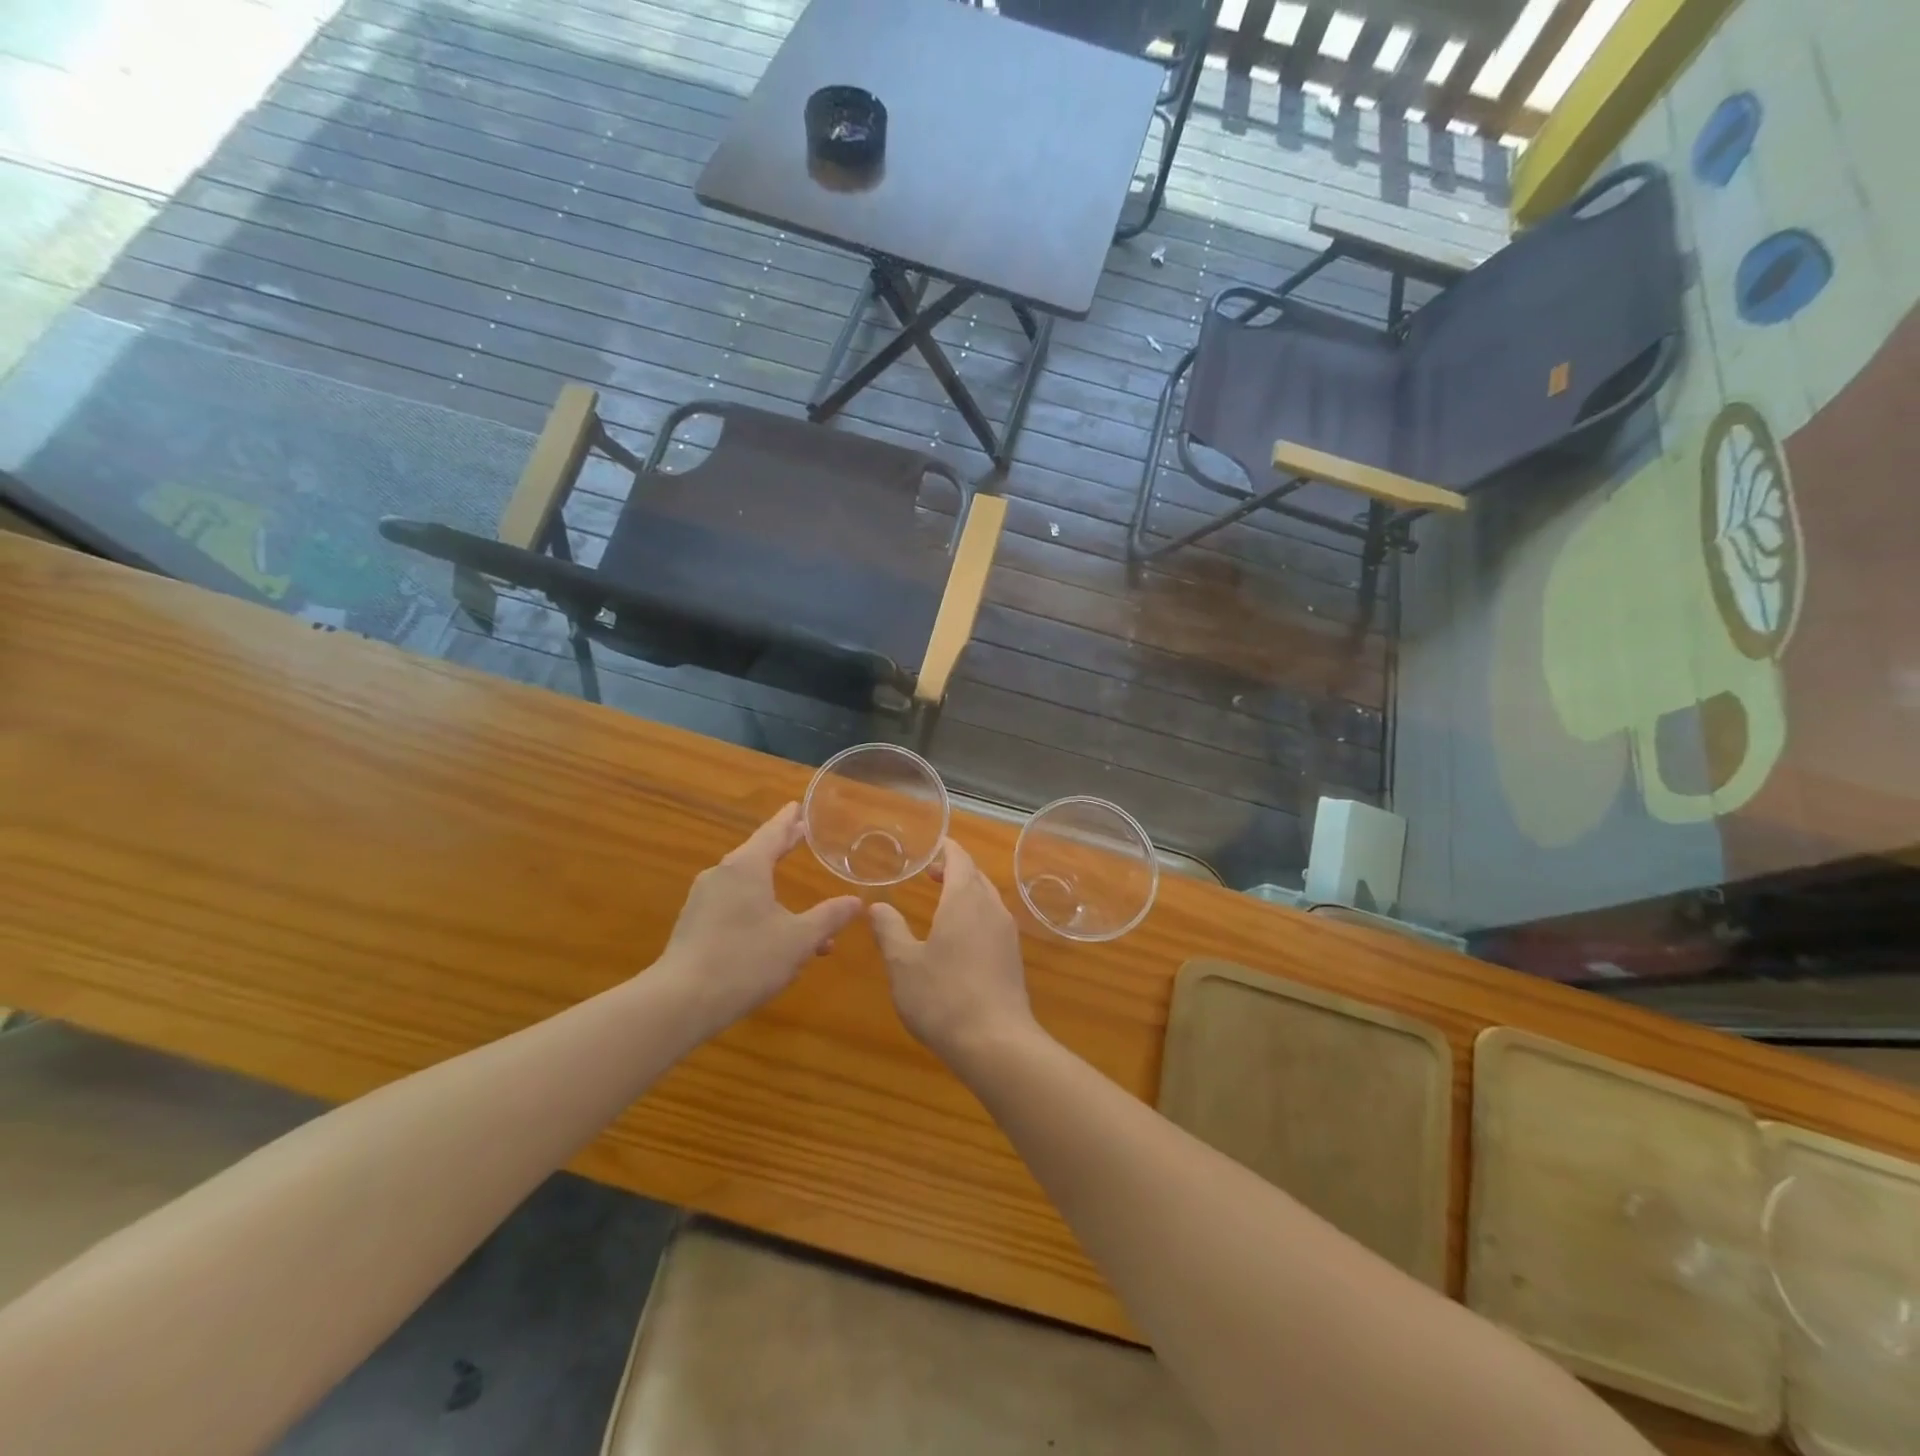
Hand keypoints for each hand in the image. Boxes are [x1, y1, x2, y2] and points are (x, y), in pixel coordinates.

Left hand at [653, 803, 861, 1038]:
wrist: (681, 1001)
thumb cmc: (745, 960)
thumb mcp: (798, 940)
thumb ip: (828, 918)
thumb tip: (855, 901)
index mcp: (747, 867)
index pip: (772, 833)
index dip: (789, 821)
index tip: (798, 805)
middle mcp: (722, 875)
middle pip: (757, 853)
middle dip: (782, 847)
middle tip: (800, 834)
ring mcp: (704, 900)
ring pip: (747, 886)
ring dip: (775, 890)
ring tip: (802, 904)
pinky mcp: (695, 925)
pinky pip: (734, 906)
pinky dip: (758, 910)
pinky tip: (776, 937)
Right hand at [868, 839, 1037, 1067]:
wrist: (996, 1043)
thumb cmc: (943, 996)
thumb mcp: (903, 963)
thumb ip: (890, 930)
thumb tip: (877, 906)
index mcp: (965, 900)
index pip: (959, 859)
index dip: (945, 849)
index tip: (930, 846)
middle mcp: (992, 909)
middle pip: (976, 876)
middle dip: (955, 870)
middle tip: (929, 873)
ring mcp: (1007, 934)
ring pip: (988, 900)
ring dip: (967, 893)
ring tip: (942, 903)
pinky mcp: (1013, 959)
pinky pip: (994, 922)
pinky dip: (976, 916)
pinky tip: (960, 939)